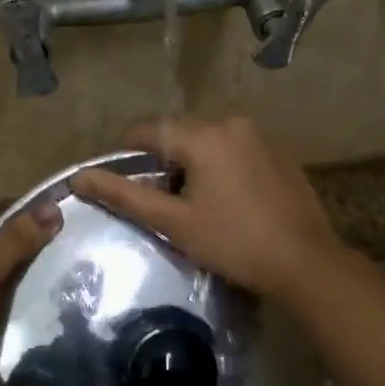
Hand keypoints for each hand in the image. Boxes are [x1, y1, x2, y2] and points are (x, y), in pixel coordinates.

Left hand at [0, 209, 60, 385]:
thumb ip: (15, 242)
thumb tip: (54, 208)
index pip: (1, 225)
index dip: (32, 236)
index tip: (69, 251)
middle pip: (1, 255)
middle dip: (29, 269)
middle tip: (72, 279)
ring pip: (0, 287)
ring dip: (22, 297)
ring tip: (62, 302)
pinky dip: (9, 318)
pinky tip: (37, 325)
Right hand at [71, 116, 351, 299]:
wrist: (305, 262)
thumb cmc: (234, 243)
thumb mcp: (174, 222)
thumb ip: (125, 196)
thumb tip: (78, 178)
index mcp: (203, 136)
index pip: (148, 129)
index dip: (126, 151)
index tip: (120, 180)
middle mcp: (231, 123)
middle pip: (179, 132)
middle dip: (162, 159)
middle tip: (158, 198)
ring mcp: (259, 135)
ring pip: (208, 139)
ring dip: (191, 161)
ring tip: (191, 202)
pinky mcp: (279, 152)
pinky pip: (234, 147)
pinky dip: (219, 164)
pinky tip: (226, 199)